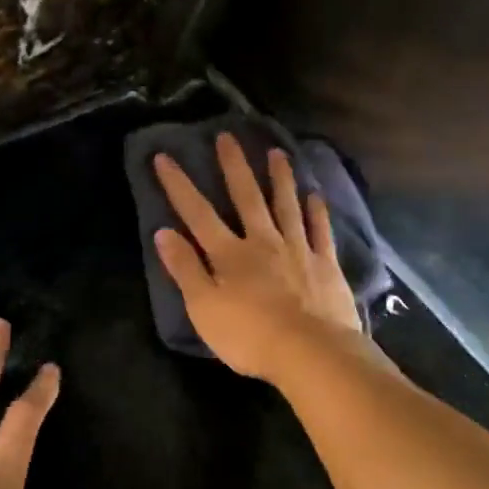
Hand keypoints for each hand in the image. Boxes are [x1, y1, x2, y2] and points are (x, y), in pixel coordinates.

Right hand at [153, 135, 362, 380]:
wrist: (311, 353)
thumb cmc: (250, 336)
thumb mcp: (203, 308)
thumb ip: (185, 269)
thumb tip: (163, 232)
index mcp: (229, 254)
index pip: (197, 214)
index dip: (178, 185)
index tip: (164, 157)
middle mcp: (263, 242)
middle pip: (246, 197)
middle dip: (234, 166)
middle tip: (228, 135)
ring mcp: (298, 250)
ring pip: (287, 206)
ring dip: (280, 178)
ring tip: (277, 152)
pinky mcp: (325, 265)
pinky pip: (320, 231)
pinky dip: (317, 212)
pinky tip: (315, 195)